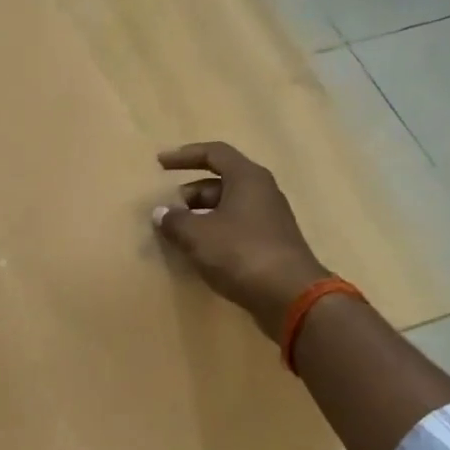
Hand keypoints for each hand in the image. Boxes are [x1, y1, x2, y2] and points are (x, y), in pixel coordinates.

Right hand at [153, 141, 329, 340]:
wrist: (289, 295)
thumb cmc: (240, 253)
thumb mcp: (197, 235)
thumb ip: (174, 220)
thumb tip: (161, 213)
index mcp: (247, 178)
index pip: (214, 153)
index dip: (185, 156)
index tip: (160, 164)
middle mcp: (262, 192)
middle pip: (220, 181)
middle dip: (190, 193)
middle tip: (168, 211)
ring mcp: (269, 219)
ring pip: (228, 206)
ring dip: (200, 215)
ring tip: (178, 234)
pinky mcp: (270, 244)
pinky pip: (236, 228)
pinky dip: (214, 232)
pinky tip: (199, 252)